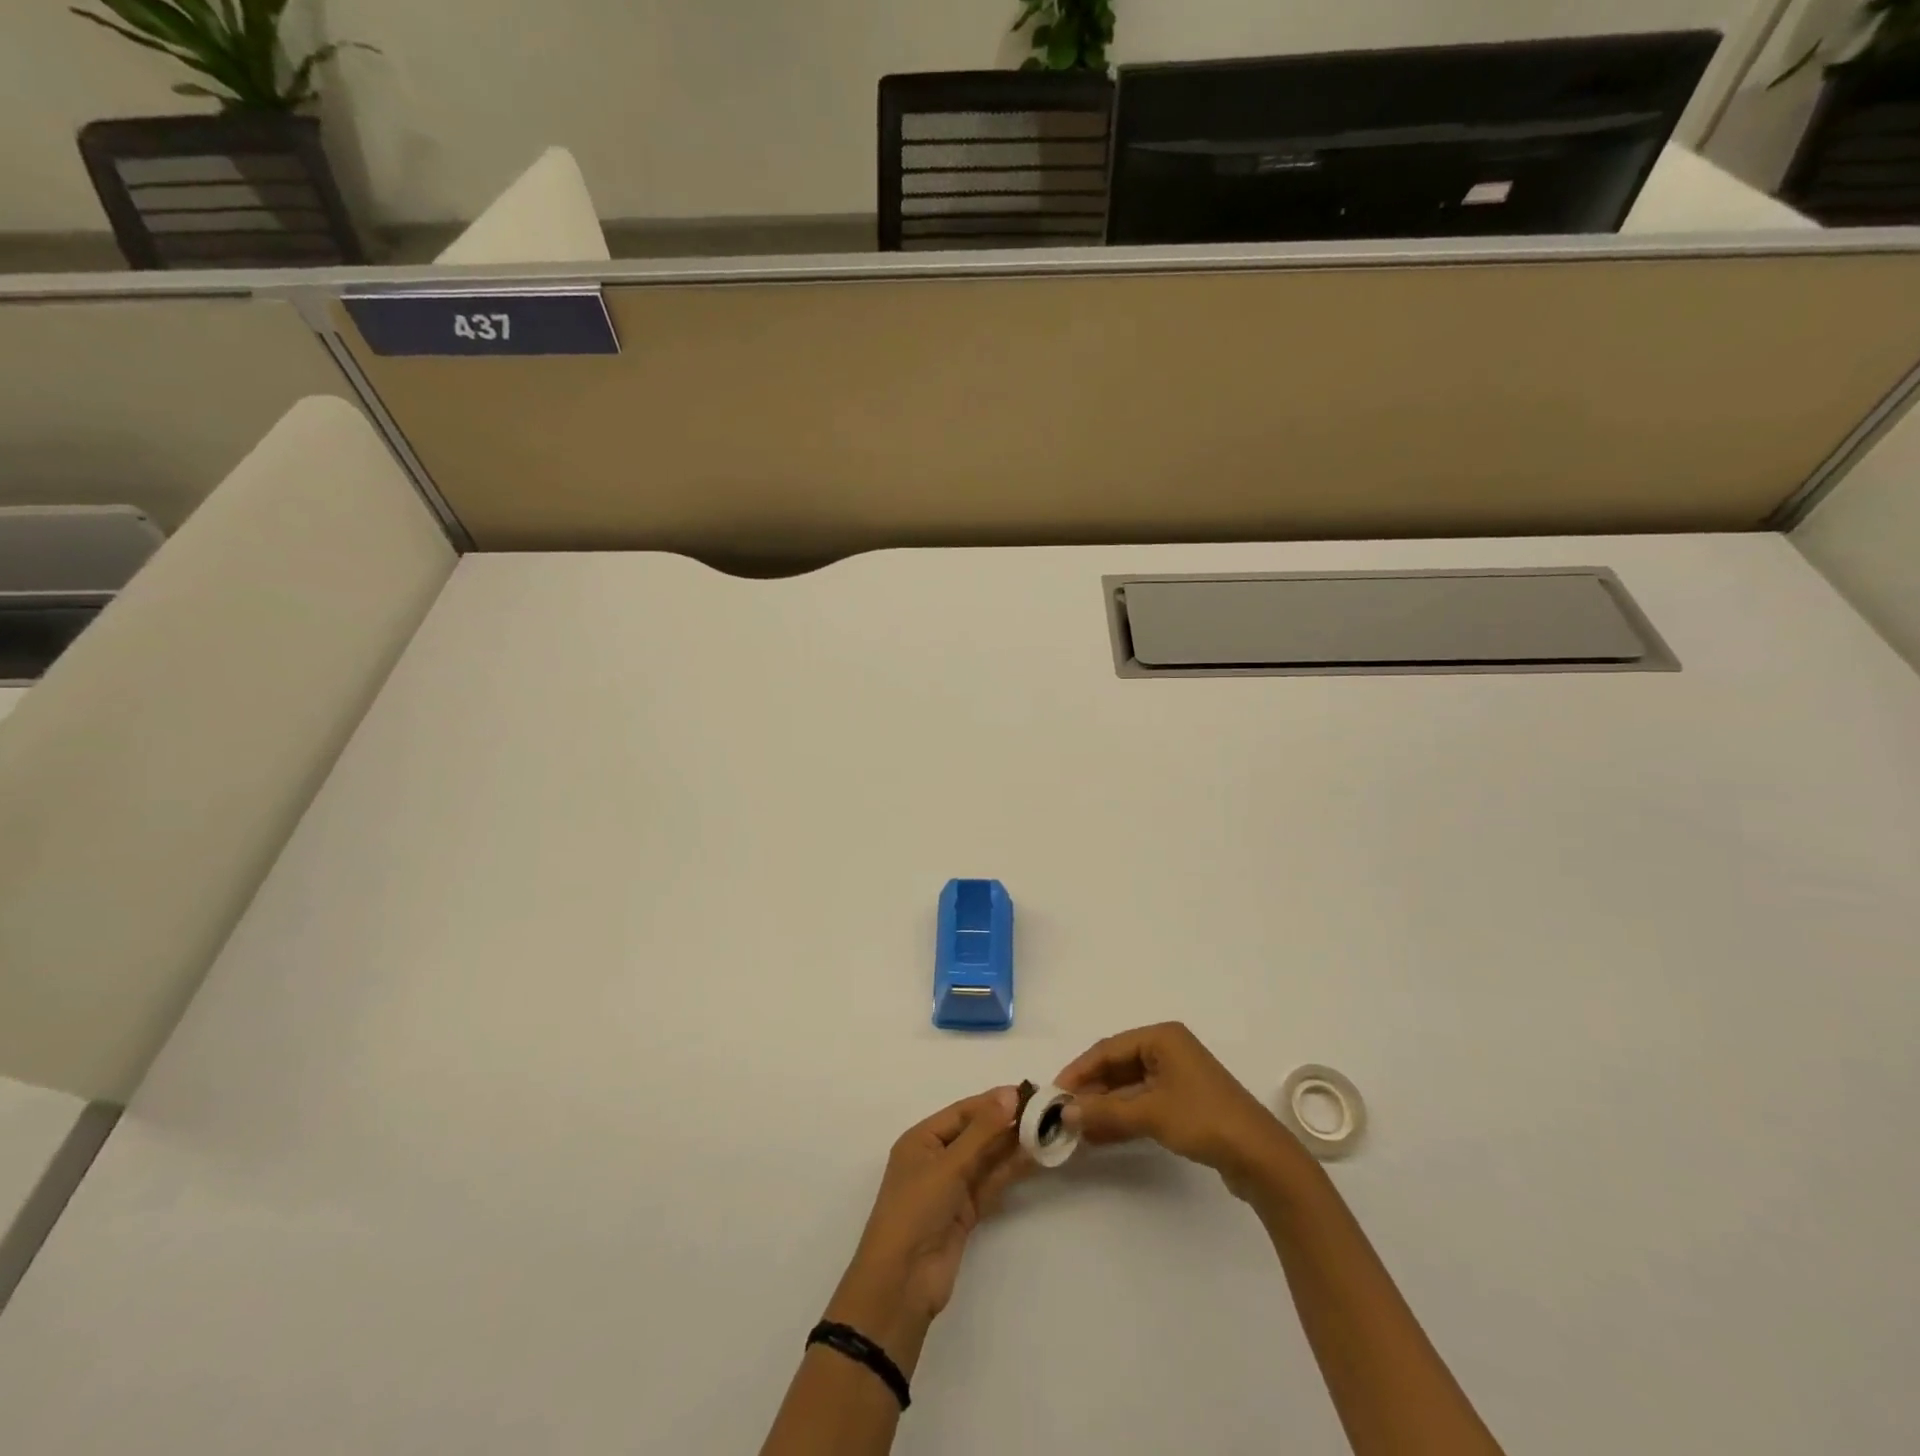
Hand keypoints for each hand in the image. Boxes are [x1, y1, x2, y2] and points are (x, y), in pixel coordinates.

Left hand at [825, 1087, 1027, 1371]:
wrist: (903, 1282)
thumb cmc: (917, 1210)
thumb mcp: (948, 1165)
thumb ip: (982, 1131)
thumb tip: (1010, 1094)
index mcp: (921, 1139)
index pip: (963, 1111)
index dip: (993, 1101)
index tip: (1028, 1092)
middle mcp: (936, 1157)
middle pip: (976, 1133)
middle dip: (1006, 1122)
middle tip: (1044, 1111)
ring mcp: (951, 1186)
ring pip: (986, 1158)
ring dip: (1012, 1146)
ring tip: (1045, 1130)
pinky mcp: (965, 1212)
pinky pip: (990, 1182)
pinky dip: (1010, 1170)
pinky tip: (1033, 1158)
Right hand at [1056, 1022, 1301, 1199]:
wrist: (1261, 1157)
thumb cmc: (1203, 1119)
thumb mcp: (1150, 1114)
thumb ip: (1105, 1112)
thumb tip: (1065, 1112)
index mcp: (1161, 1038)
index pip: (1108, 1049)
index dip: (1079, 1071)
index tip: (1055, 1092)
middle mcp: (1168, 1050)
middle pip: (1118, 1067)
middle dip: (1091, 1090)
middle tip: (1063, 1113)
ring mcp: (1177, 1077)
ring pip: (1129, 1088)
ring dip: (1105, 1107)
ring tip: (1077, 1128)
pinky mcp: (1184, 1103)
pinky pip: (1143, 1103)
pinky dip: (1123, 1117)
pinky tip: (1100, 1136)